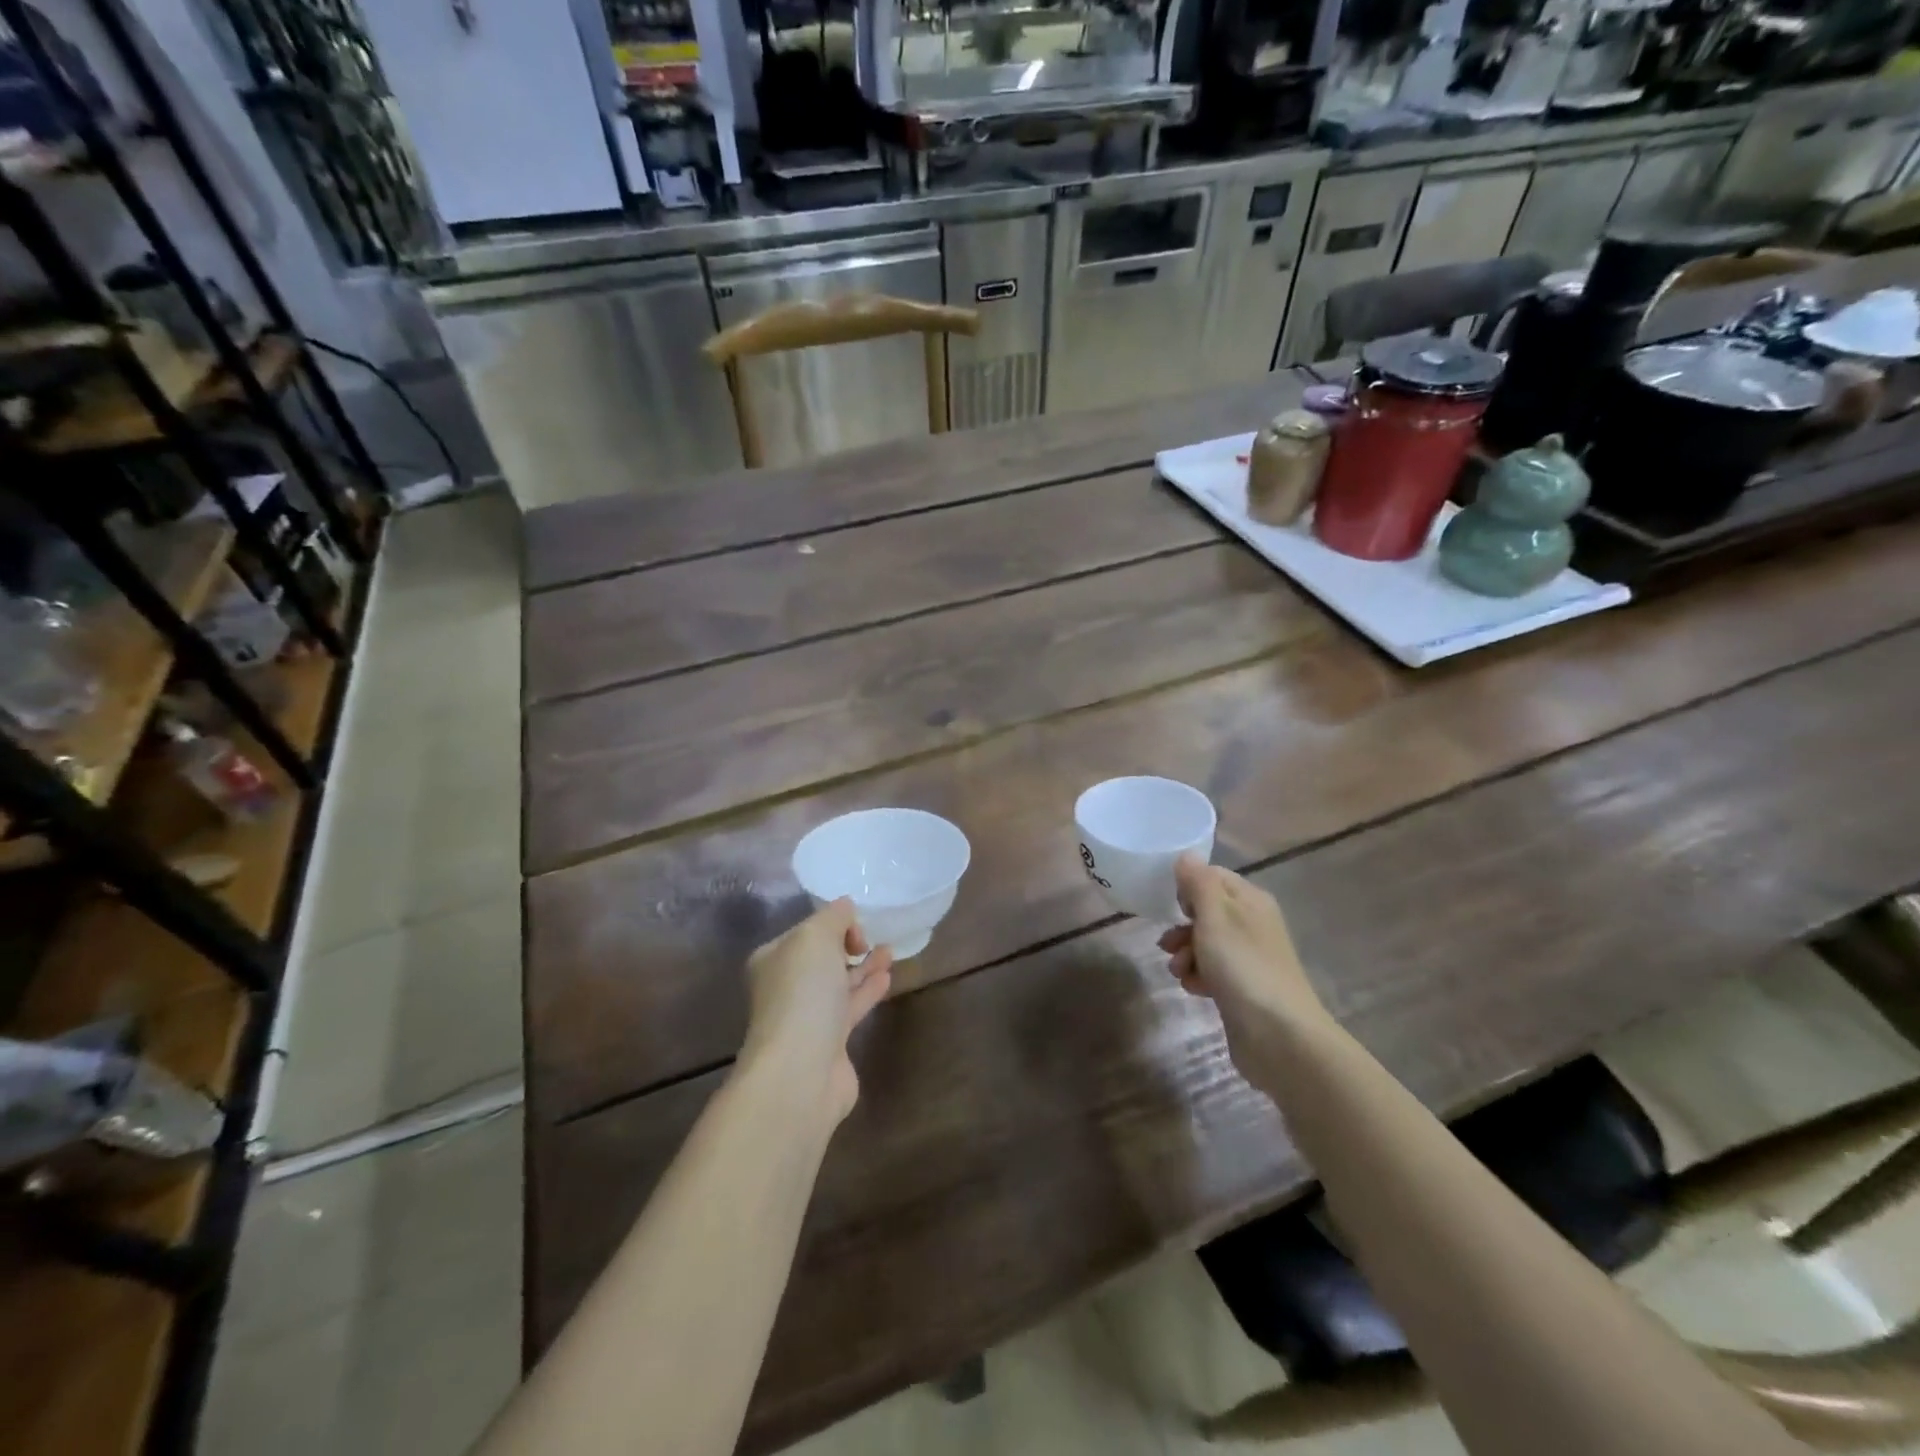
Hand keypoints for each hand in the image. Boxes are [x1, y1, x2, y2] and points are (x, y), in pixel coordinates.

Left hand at [742, 898, 892, 1123]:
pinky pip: (851, 1007)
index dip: (833, 923)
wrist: (801, 1071)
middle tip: (875, 937)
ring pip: (838, 983)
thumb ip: (834, 916)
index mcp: (772, 959)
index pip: (805, 932)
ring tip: (889, 952)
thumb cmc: (803, 994)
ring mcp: (807, 1017)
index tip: (856, 928)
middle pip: (821, 958)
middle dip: (848, 945)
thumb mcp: (815, 938)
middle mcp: (785, 987)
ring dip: (863, 966)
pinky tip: (888, 977)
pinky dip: (868, 990)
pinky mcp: (830, 1042)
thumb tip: (846, 906)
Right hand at [1159, 855, 1329, 1072]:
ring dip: (1186, 954)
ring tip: (1178, 971)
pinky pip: (1212, 970)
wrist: (1279, 1035)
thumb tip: (1187, 856)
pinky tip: (1193, 988)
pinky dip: (1198, 976)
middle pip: (1207, 912)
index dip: (1189, 887)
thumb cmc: (1243, 966)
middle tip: (1167, 943)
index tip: (1172, 905)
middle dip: (1182, 926)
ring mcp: (1249, 957)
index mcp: (1251, 900)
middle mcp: (1253, 923)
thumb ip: (1198, 883)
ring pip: (1206, 943)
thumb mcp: (1215, 916)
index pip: (1213, 877)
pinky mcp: (1243, 987)